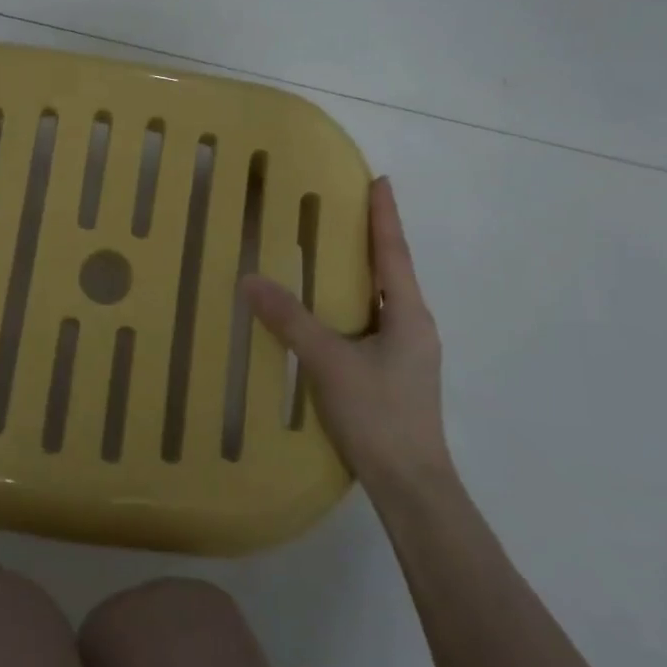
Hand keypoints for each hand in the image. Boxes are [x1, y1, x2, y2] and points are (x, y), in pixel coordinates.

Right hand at [242, 176, 447, 493]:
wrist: (411, 485)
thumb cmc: (379, 415)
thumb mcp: (329, 363)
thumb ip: (291, 320)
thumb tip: (251, 280)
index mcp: (409, 315)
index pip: (394, 252)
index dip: (385, 215)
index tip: (380, 181)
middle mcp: (414, 326)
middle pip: (391, 271)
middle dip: (372, 239)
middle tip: (346, 209)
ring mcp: (407, 352)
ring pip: (382, 300)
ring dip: (362, 273)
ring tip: (334, 253)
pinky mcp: (395, 374)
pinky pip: (372, 324)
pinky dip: (353, 305)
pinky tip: (331, 313)